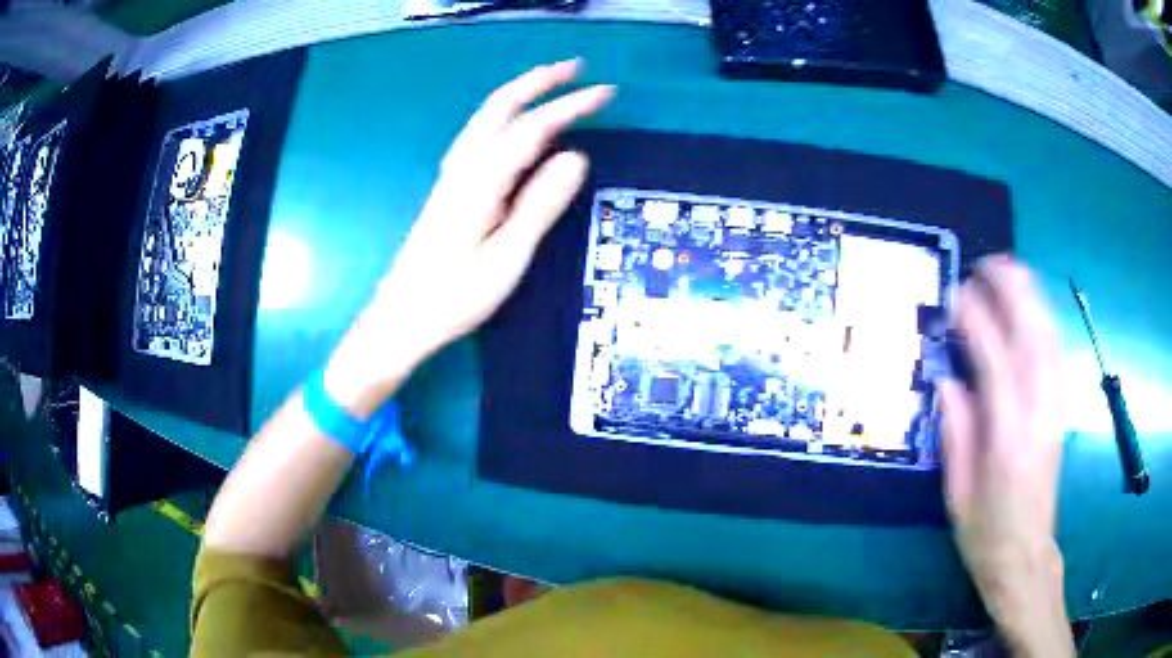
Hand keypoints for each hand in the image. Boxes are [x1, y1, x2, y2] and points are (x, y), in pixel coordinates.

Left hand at [326, 60, 614, 414]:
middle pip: (501, 107)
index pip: (532, 128)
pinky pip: (481, 135)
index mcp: (481, 181)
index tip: (605, 93)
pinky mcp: (450, 188)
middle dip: (539, 81)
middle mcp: (464, 167)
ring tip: (550, 83)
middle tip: (575, 67)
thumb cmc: (456, 296)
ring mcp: (453, 175)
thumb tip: (576, 157)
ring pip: (487, 118)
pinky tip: (514, 124)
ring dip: (520, 93)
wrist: (403, 316)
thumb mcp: (507, 256)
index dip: (570, 106)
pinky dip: (505, 115)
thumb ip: (539, 204)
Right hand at [940, 257, 1072, 655]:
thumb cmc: (984, 532)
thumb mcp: (957, 492)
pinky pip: (1056, 352)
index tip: (956, 295)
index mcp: (1007, 440)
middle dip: (1013, 291)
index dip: (977, 321)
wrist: (1026, 556)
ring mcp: (1056, 409)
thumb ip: (955, 431)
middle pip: (1034, 336)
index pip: (996, 362)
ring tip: (1008, 270)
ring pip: (1050, 337)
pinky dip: (1043, 319)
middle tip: (986, 264)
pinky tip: (1029, 307)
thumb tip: (947, 379)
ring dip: (1031, 296)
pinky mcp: (1062, 409)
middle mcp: (1039, 415)